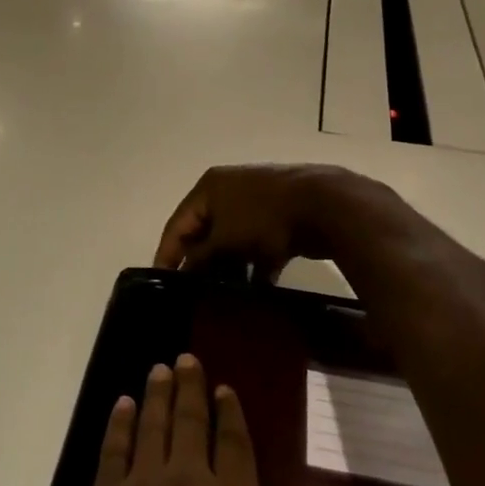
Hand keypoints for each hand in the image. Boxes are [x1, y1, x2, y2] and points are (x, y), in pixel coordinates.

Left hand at [41, 355, 360, 485]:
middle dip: (189, 388)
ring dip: (156, 394)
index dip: (229, 412)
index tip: (224, 387)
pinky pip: (112, 449)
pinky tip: (122, 405)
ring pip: (151, 426)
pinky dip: (118, 423)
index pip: (234, 443)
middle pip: (188, 422)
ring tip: (159, 368)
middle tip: (186, 358)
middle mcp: (186, 483)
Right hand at [153, 164, 398, 280]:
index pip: (178, 224)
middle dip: (200, 262)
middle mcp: (228, 192)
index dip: (168, 253)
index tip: (160, 281)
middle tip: (191, 293)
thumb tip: (186, 272)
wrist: (324, 205)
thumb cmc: (263, 217)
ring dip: (229, 267)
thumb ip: (201, 257)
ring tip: (221, 297)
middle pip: (205, 232)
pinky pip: (258, 247)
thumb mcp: (224, 240)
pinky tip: (256, 292)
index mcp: (208, 188)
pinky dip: (256, 267)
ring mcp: (256, 204)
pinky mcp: (280, 220)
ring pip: (233, 241)